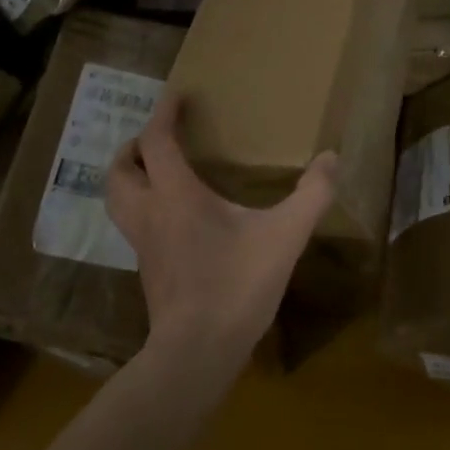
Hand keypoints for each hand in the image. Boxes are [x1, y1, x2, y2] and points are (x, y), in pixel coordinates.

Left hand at [106, 92, 338, 379]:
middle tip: (157, 139)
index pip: (156, 141)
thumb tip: (332, 158)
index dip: (163, 114)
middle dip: (132, 148)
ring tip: (155, 172)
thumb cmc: (236, 286)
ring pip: (117, 200)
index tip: (176, 95)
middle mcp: (150, 214)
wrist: (197, 353)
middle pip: (119, 170)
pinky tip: (172, 218)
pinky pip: (132, 225)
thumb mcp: (284, 237)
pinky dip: (141, 207)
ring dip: (129, 178)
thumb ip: (311, 196)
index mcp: (176, 195)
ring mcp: (143, 245)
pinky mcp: (147, 270)